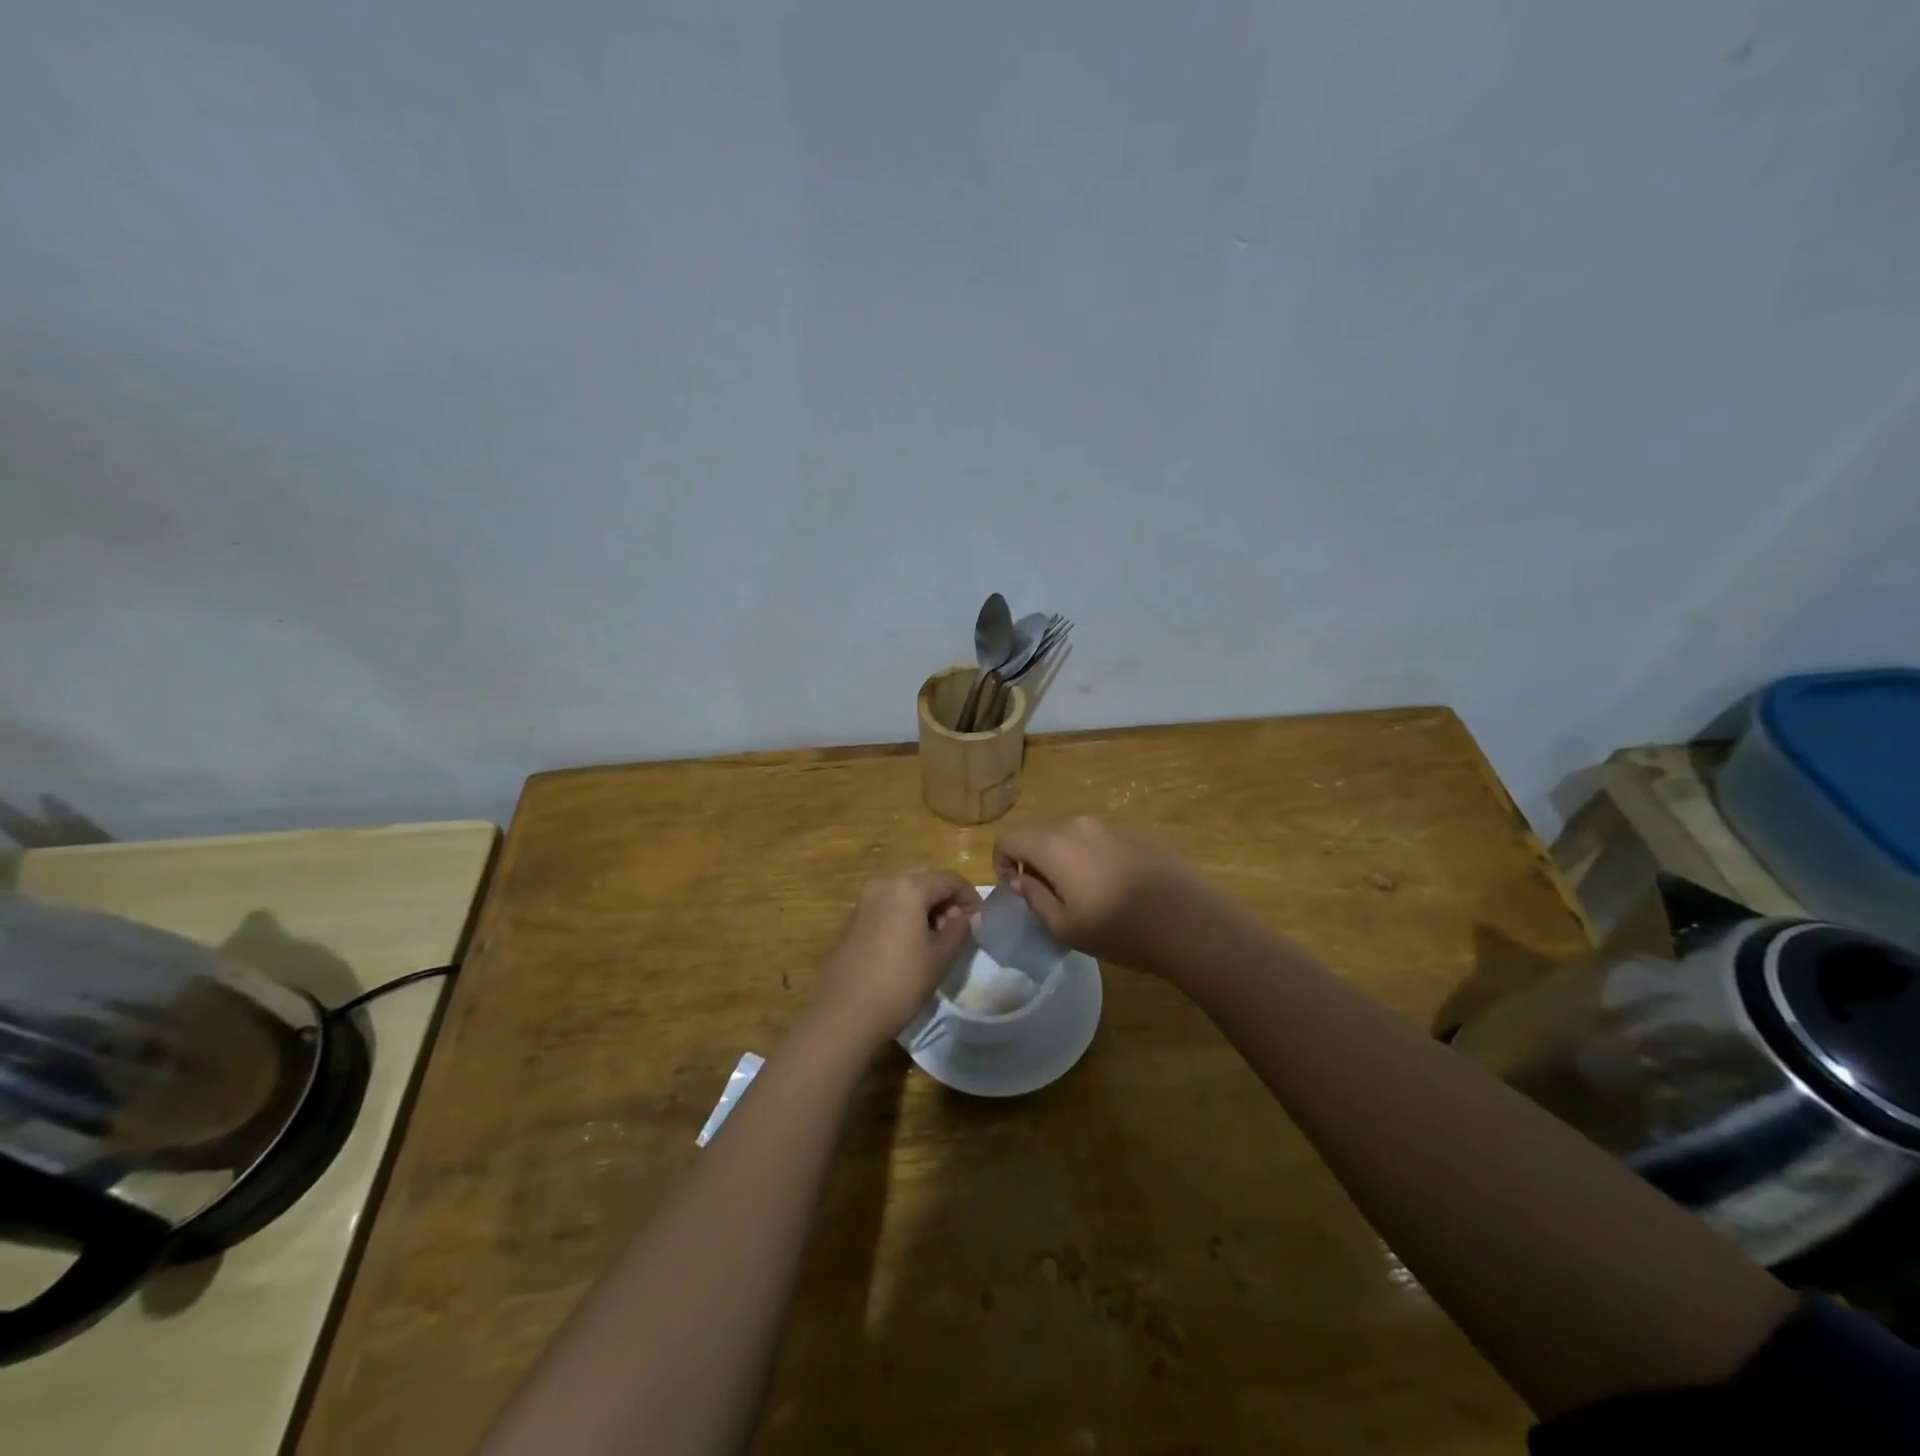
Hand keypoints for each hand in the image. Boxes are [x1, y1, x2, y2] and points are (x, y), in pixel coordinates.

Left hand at [812, 870, 981, 1051]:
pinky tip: (912, 941)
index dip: (970, 897)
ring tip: (937, 937)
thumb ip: (959, 930)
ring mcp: (865, 898)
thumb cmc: (900, 982)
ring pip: (906, 889)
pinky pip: (889, 903)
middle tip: (959, 928)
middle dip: (946, 899)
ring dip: (926, 905)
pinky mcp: (854, 917)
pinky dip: (906, 912)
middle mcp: (884, 882)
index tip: (979, 922)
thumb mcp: (940, 957)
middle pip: (926, 879)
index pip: (950, 879)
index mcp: (909, 887)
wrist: (845, 1012)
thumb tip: (965, 918)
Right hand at [993, 817, 1213, 977]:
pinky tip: (1116, 888)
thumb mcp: (1064, 926)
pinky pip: (1099, 840)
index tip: (1016, 890)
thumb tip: (1022, 879)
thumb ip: (1034, 897)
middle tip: (1050, 898)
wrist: (1189, 920)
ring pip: (1070, 837)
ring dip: (1065, 860)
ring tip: (1085, 896)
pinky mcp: (1136, 833)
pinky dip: (1092, 858)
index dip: (1001, 863)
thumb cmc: (1119, 929)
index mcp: (1054, 845)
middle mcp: (1078, 825)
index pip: (1009, 838)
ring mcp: (1110, 825)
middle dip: (1034, 862)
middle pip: (1040, 835)